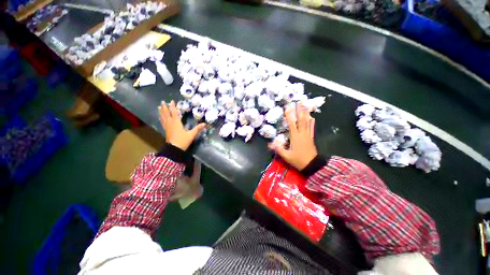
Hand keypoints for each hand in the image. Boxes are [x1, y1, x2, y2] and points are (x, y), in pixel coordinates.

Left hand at [158, 100, 205, 150]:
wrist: (174, 149)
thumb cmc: (183, 141)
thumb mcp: (191, 134)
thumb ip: (197, 128)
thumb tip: (205, 124)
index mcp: (176, 123)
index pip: (174, 113)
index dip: (173, 107)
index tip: (171, 101)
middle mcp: (171, 123)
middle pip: (167, 114)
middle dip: (165, 107)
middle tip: (163, 101)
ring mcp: (167, 127)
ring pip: (163, 117)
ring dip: (161, 112)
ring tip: (159, 107)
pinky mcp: (166, 131)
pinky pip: (162, 122)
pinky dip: (161, 118)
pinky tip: (160, 117)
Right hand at [268, 102, 317, 169]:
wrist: (312, 165)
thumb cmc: (298, 160)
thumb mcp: (287, 156)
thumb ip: (278, 149)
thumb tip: (269, 144)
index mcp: (295, 137)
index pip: (292, 124)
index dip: (289, 116)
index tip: (287, 108)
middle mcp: (302, 134)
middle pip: (301, 120)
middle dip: (300, 110)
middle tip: (300, 102)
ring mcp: (308, 135)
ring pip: (307, 122)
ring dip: (306, 114)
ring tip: (306, 106)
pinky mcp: (311, 138)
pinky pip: (311, 128)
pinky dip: (312, 122)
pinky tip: (312, 117)